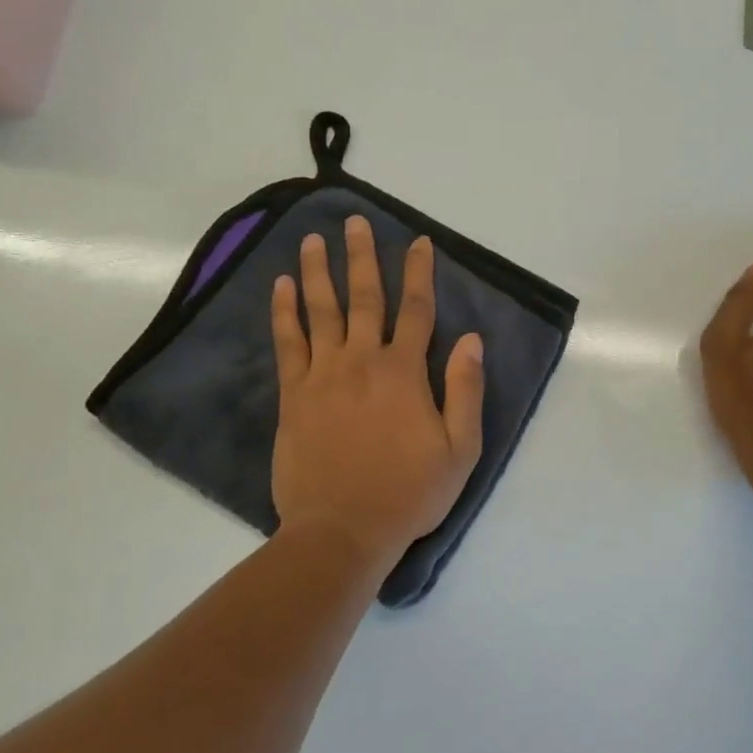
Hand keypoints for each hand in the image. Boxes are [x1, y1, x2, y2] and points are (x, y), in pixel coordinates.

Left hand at [271, 217, 485, 565]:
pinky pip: (288, 343)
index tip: (418, 242)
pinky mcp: (293, 395)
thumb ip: (466, 391)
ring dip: (316, 272)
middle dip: (361, 257)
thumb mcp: (459, 451)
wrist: (341, 530)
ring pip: (321, 311)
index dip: (419, 273)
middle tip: (354, 222)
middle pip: (364, 298)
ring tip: (311, 239)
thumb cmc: (407, 494)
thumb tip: (472, 340)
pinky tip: (280, 287)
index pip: (416, 310)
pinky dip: (284, 312)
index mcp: (405, 373)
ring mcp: (323, 375)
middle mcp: (362, 361)